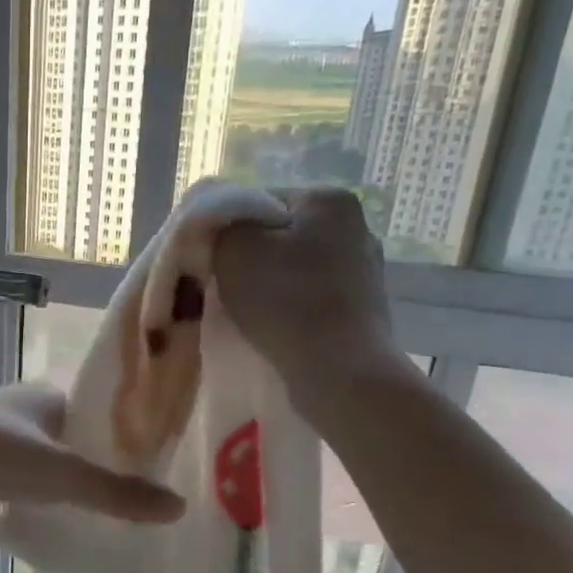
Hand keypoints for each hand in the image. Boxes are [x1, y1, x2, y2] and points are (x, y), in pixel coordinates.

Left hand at [0, 384, 184, 531]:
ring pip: (15, 457)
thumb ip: (117, 493)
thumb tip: (178, 507)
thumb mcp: (63, 475)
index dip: (110, 430)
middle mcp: (10, 408)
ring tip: (56, 511)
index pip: (88, 406)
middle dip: (72, 459)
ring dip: (31, 480)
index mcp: (43, 397)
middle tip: (99, 492)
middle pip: (53, 434)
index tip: (132, 459)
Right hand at [211, 187, 408, 430]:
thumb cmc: (286, 302)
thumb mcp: (233, 251)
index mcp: (328, 200)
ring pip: (294, 268)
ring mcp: (365, 269)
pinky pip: (311, 297)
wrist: (340, 372)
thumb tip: (220, 229)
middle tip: (221, 288)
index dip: (226, 231)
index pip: (258, 201)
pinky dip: (290, 308)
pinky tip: (275, 327)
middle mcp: (356, 227)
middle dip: (249, 258)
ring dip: (269, 285)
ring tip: (247, 312)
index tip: (207, 261)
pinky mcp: (364, 309)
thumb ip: (219, 228)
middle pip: (279, 235)